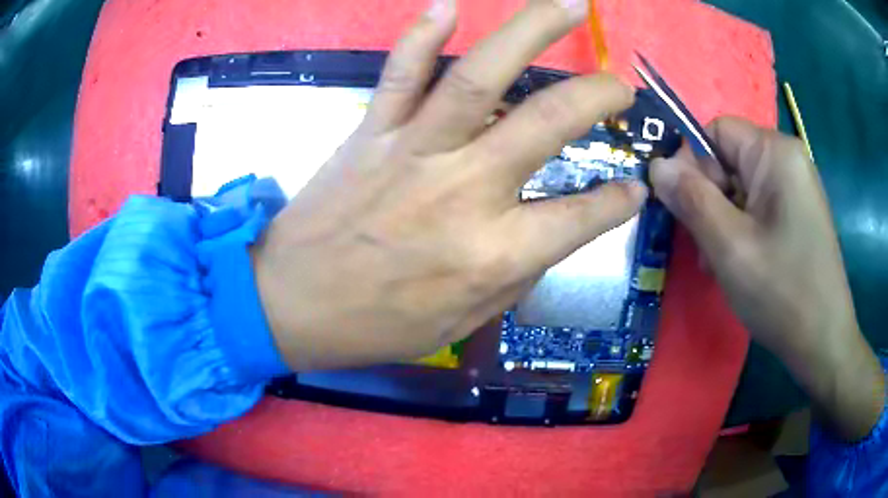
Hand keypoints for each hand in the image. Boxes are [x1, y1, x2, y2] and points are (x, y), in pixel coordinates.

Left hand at [251, 0, 643, 369]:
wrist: (290, 304)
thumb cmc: (377, 325)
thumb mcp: (462, 320)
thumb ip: (514, 273)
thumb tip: (548, 233)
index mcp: (494, 253)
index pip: (582, 215)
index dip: (619, 200)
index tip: (636, 186)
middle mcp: (464, 190)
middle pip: (549, 121)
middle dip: (598, 95)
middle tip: (622, 83)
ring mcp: (414, 151)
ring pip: (481, 75)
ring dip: (532, 30)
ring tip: (571, 5)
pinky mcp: (370, 133)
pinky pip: (399, 73)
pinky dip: (422, 36)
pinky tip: (447, 6)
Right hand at [650, 117, 883, 440]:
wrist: (824, 341)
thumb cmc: (782, 292)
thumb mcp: (730, 247)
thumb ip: (690, 199)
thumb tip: (656, 165)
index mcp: (775, 152)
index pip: (716, 131)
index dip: (693, 164)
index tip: (686, 210)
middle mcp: (787, 159)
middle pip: (729, 159)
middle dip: (709, 199)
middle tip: (705, 247)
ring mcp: (795, 186)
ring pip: (741, 186)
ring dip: (722, 220)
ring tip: (722, 263)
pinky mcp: (798, 211)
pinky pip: (757, 206)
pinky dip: (741, 229)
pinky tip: (741, 263)